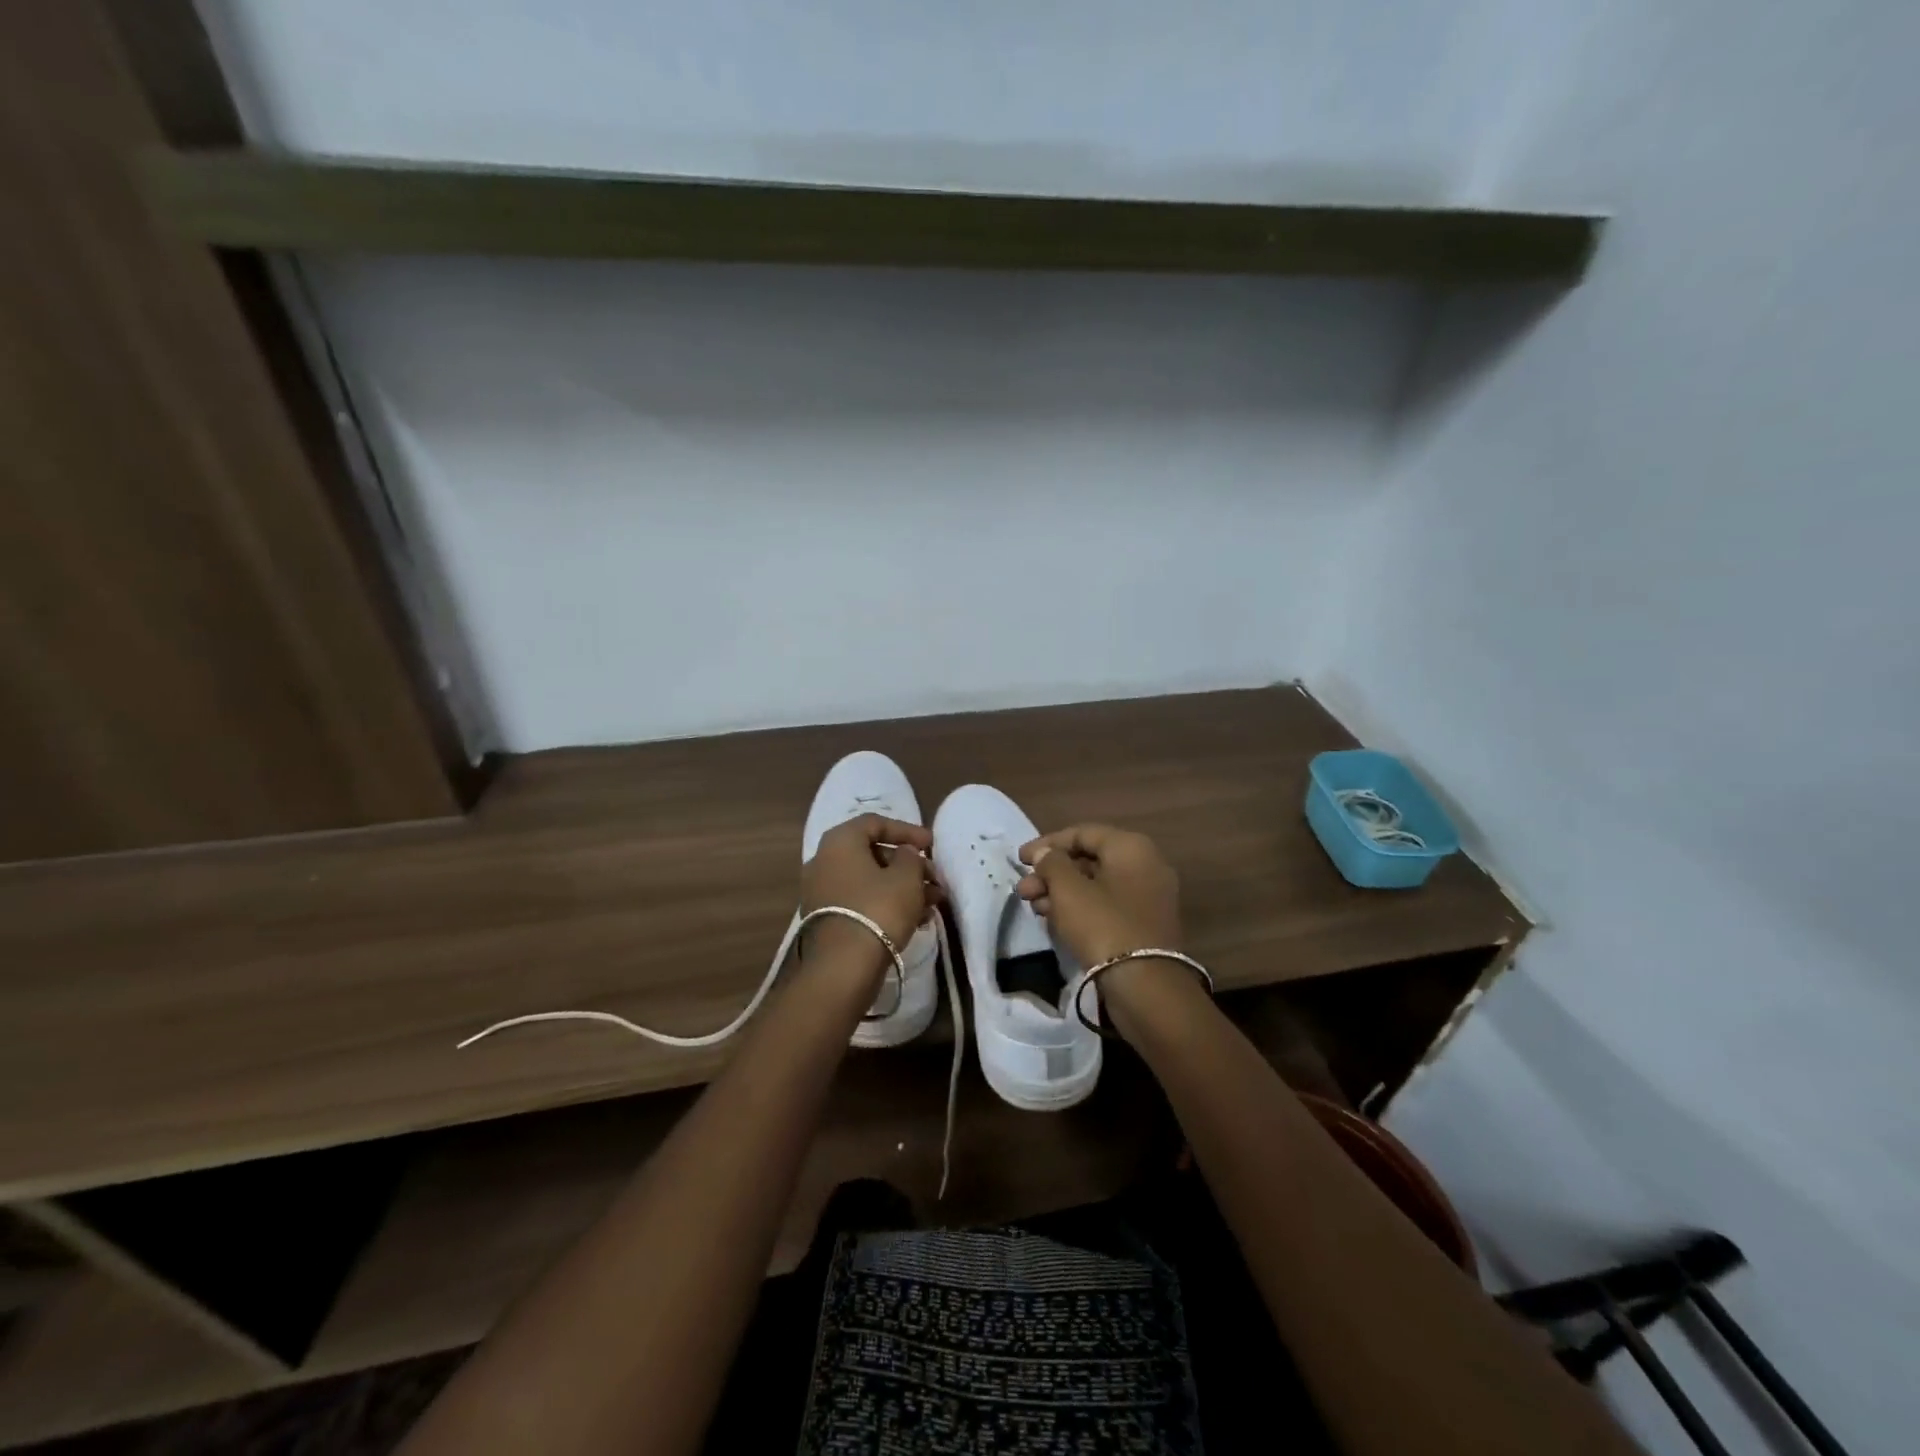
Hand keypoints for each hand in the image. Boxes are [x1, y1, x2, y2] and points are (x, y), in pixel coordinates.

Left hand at [800, 814, 936, 979]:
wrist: (843, 967)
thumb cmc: (878, 909)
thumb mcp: (906, 877)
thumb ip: (911, 857)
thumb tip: (905, 854)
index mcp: (840, 841)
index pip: (875, 823)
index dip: (907, 830)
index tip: (931, 844)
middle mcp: (824, 861)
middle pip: (873, 854)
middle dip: (908, 864)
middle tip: (934, 877)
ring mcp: (822, 892)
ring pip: (870, 880)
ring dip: (903, 887)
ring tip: (933, 902)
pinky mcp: (828, 919)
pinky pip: (862, 901)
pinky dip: (887, 904)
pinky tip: (917, 919)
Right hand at [1015, 824, 1182, 965]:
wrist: (1145, 986)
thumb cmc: (1103, 925)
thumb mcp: (1068, 890)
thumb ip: (1051, 863)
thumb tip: (1044, 853)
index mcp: (1131, 847)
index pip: (1083, 833)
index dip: (1047, 843)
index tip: (1020, 859)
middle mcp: (1146, 865)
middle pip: (1089, 859)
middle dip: (1051, 873)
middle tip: (1024, 890)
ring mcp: (1148, 896)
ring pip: (1096, 884)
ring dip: (1061, 892)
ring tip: (1033, 906)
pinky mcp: (1144, 924)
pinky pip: (1107, 905)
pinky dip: (1080, 908)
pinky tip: (1054, 919)